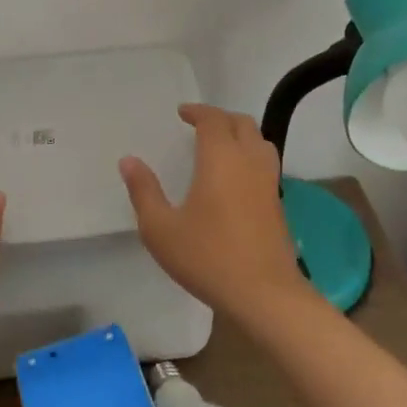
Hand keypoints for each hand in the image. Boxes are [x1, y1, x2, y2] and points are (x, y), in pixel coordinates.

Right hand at [119, 104, 315, 327]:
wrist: (265, 294)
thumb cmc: (209, 257)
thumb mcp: (161, 229)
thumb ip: (144, 192)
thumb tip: (128, 160)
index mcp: (221, 158)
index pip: (213, 119)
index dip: (198, 111)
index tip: (182, 113)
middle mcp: (249, 161)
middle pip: (241, 123)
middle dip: (220, 118)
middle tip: (199, 125)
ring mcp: (269, 181)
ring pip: (260, 141)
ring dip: (240, 134)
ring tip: (221, 145)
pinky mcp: (278, 203)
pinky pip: (266, 163)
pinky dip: (251, 155)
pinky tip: (236, 177)